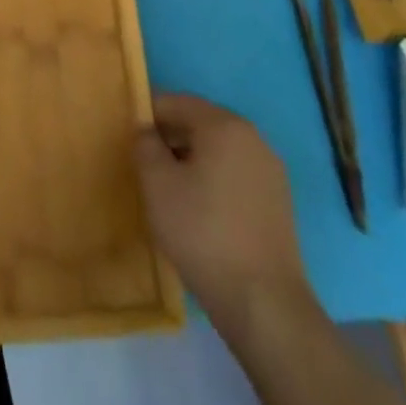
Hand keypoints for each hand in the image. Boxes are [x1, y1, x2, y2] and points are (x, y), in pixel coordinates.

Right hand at [134, 93, 309, 326]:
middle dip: (169, 136)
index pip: (175, 102)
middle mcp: (253, 139)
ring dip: (190, 158)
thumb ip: (144, 143)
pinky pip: (235, 174)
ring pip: (218, 150)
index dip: (147, 115)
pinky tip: (197, 208)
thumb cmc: (202, 231)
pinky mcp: (278, 202)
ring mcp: (270, 172)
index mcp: (225, 125)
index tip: (127, 137)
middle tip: (143, 162)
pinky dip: (212, 179)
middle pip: (200, 123)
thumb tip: (147, 131)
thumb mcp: (156, 182)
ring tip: (167, 187)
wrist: (263, 303)